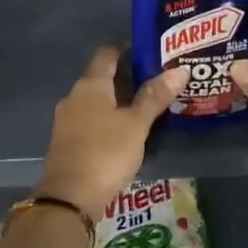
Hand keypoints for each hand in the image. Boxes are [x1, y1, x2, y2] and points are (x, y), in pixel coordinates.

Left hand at [35, 46, 188, 221]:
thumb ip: (155, 97)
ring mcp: (68, 119)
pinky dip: (109, 117)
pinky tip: (127, 128)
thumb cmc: (105, 153)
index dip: (128, 48)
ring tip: (148, 104)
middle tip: (159, 79)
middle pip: (102, 76)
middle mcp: (75, 95)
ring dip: (119, 99)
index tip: (152, 51)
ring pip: (97, 99)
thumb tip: (179, 69)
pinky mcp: (68, 140)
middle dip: (128, 76)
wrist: (68, 199)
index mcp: (90, 84)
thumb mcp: (136, 125)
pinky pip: (91, 118)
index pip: (107, 53)